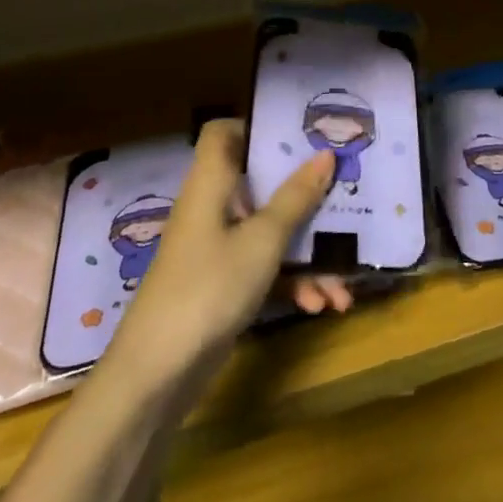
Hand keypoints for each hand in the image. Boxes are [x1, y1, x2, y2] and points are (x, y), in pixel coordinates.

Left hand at [103, 119, 345, 392]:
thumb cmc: (209, 287)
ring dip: (308, 255)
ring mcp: (217, 249)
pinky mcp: (223, 284)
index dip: (257, 126)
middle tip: (345, 196)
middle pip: (261, 184)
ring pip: (270, 232)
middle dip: (306, 198)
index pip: (223, 133)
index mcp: (212, 184)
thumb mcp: (262, 240)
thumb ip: (296, 197)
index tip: (302, 135)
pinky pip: (265, 268)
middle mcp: (213, 209)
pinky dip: (292, 283)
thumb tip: (326, 154)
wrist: (157, 375)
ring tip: (344, 285)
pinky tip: (321, 305)